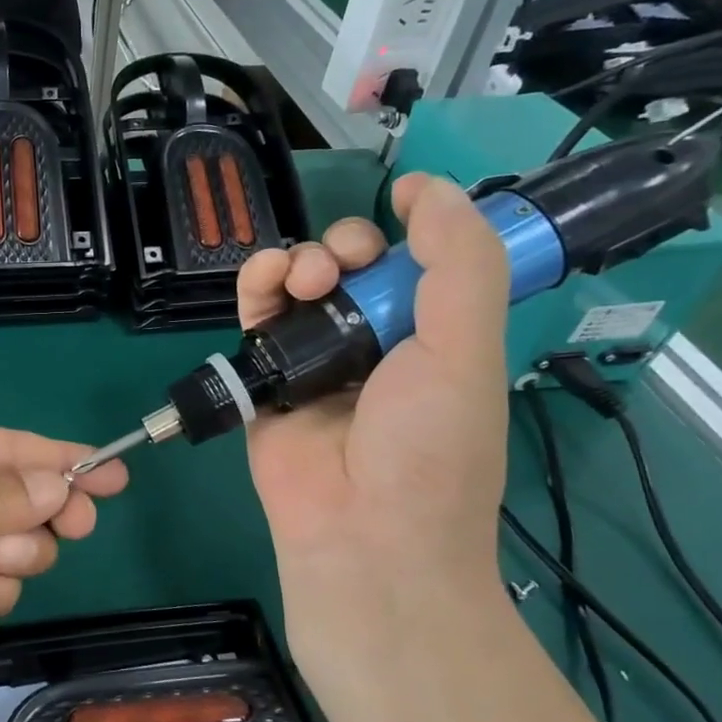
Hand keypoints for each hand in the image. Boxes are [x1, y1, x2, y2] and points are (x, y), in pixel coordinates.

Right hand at [237, 175, 508, 662]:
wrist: (361, 533)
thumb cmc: (428, 446)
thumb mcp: (466, 348)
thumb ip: (460, 261)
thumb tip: (429, 188)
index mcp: (433, 335)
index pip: (422, 261)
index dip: (412, 226)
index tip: (400, 199)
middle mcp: (374, 341)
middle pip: (353, 266)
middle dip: (347, 245)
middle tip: (344, 263)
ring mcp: (315, 359)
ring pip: (299, 284)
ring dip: (299, 260)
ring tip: (305, 277)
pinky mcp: (264, 376)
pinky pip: (256, 316)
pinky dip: (257, 286)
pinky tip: (266, 281)